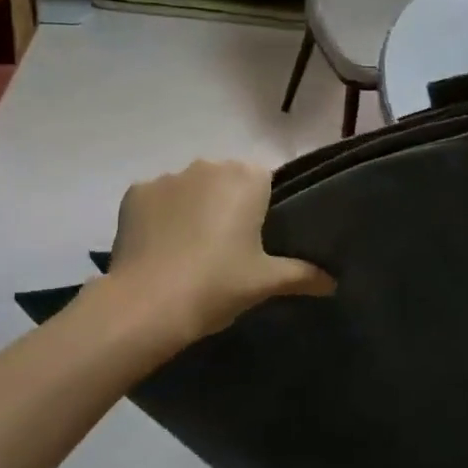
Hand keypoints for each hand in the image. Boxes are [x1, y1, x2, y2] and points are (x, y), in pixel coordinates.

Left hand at [108, 159, 333, 343]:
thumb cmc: (217, 284)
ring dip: (191, 208)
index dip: (260, 208)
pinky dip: (159, 217)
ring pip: (188, 188)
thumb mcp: (265, 282)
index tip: (255, 238)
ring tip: (187, 251)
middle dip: (225, 204)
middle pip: (224, 180)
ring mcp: (167, 177)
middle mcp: (207, 165)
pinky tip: (159, 248)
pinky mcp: (135, 192)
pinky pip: (156, 200)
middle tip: (225, 248)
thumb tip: (332, 283)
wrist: (149, 302)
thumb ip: (303, 275)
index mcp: (246, 178)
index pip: (263, 181)